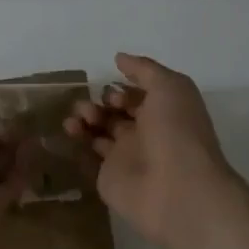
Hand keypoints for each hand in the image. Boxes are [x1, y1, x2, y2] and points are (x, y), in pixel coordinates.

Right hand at [65, 53, 248, 248]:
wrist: (178, 190)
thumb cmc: (177, 132)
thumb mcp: (170, 86)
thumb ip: (144, 69)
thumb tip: (119, 58)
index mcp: (162, 113)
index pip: (135, 97)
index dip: (120, 90)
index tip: (111, 94)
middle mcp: (144, 134)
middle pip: (114, 113)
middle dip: (99, 103)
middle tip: (90, 109)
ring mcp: (125, 158)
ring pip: (99, 132)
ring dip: (84, 119)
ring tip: (76, 119)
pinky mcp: (108, 178)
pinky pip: (88, 156)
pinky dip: (76, 142)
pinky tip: (69, 131)